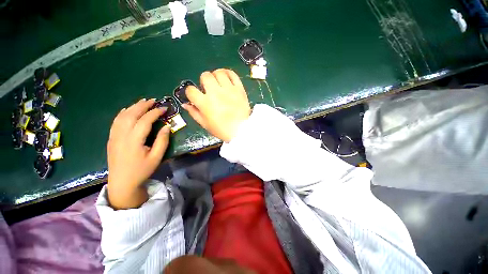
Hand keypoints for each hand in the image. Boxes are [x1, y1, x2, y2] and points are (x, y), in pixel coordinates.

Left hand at [107, 99, 170, 208]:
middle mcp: (122, 135)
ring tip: (142, 102)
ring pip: (122, 116)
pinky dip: (122, 113)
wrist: (122, 182)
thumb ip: (162, 140)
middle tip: (153, 100)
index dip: (155, 113)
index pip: (145, 120)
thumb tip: (167, 126)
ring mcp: (114, 136)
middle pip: (131, 115)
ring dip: (133, 107)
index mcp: (134, 140)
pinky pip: (115, 122)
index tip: (164, 108)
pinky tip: (127, 110)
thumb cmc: (142, 170)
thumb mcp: (157, 157)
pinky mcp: (111, 139)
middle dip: (143, 105)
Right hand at [183, 69, 250, 142]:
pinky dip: (228, 73)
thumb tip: (185, 104)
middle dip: (204, 81)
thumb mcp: (205, 124)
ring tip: (218, 82)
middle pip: (205, 76)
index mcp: (205, 103)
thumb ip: (194, 113)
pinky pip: (233, 74)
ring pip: (219, 73)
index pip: (191, 90)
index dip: (191, 92)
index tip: (195, 95)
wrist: (241, 130)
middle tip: (208, 88)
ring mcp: (228, 89)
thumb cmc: (222, 130)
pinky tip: (226, 78)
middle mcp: (215, 93)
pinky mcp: (239, 89)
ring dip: (216, 75)